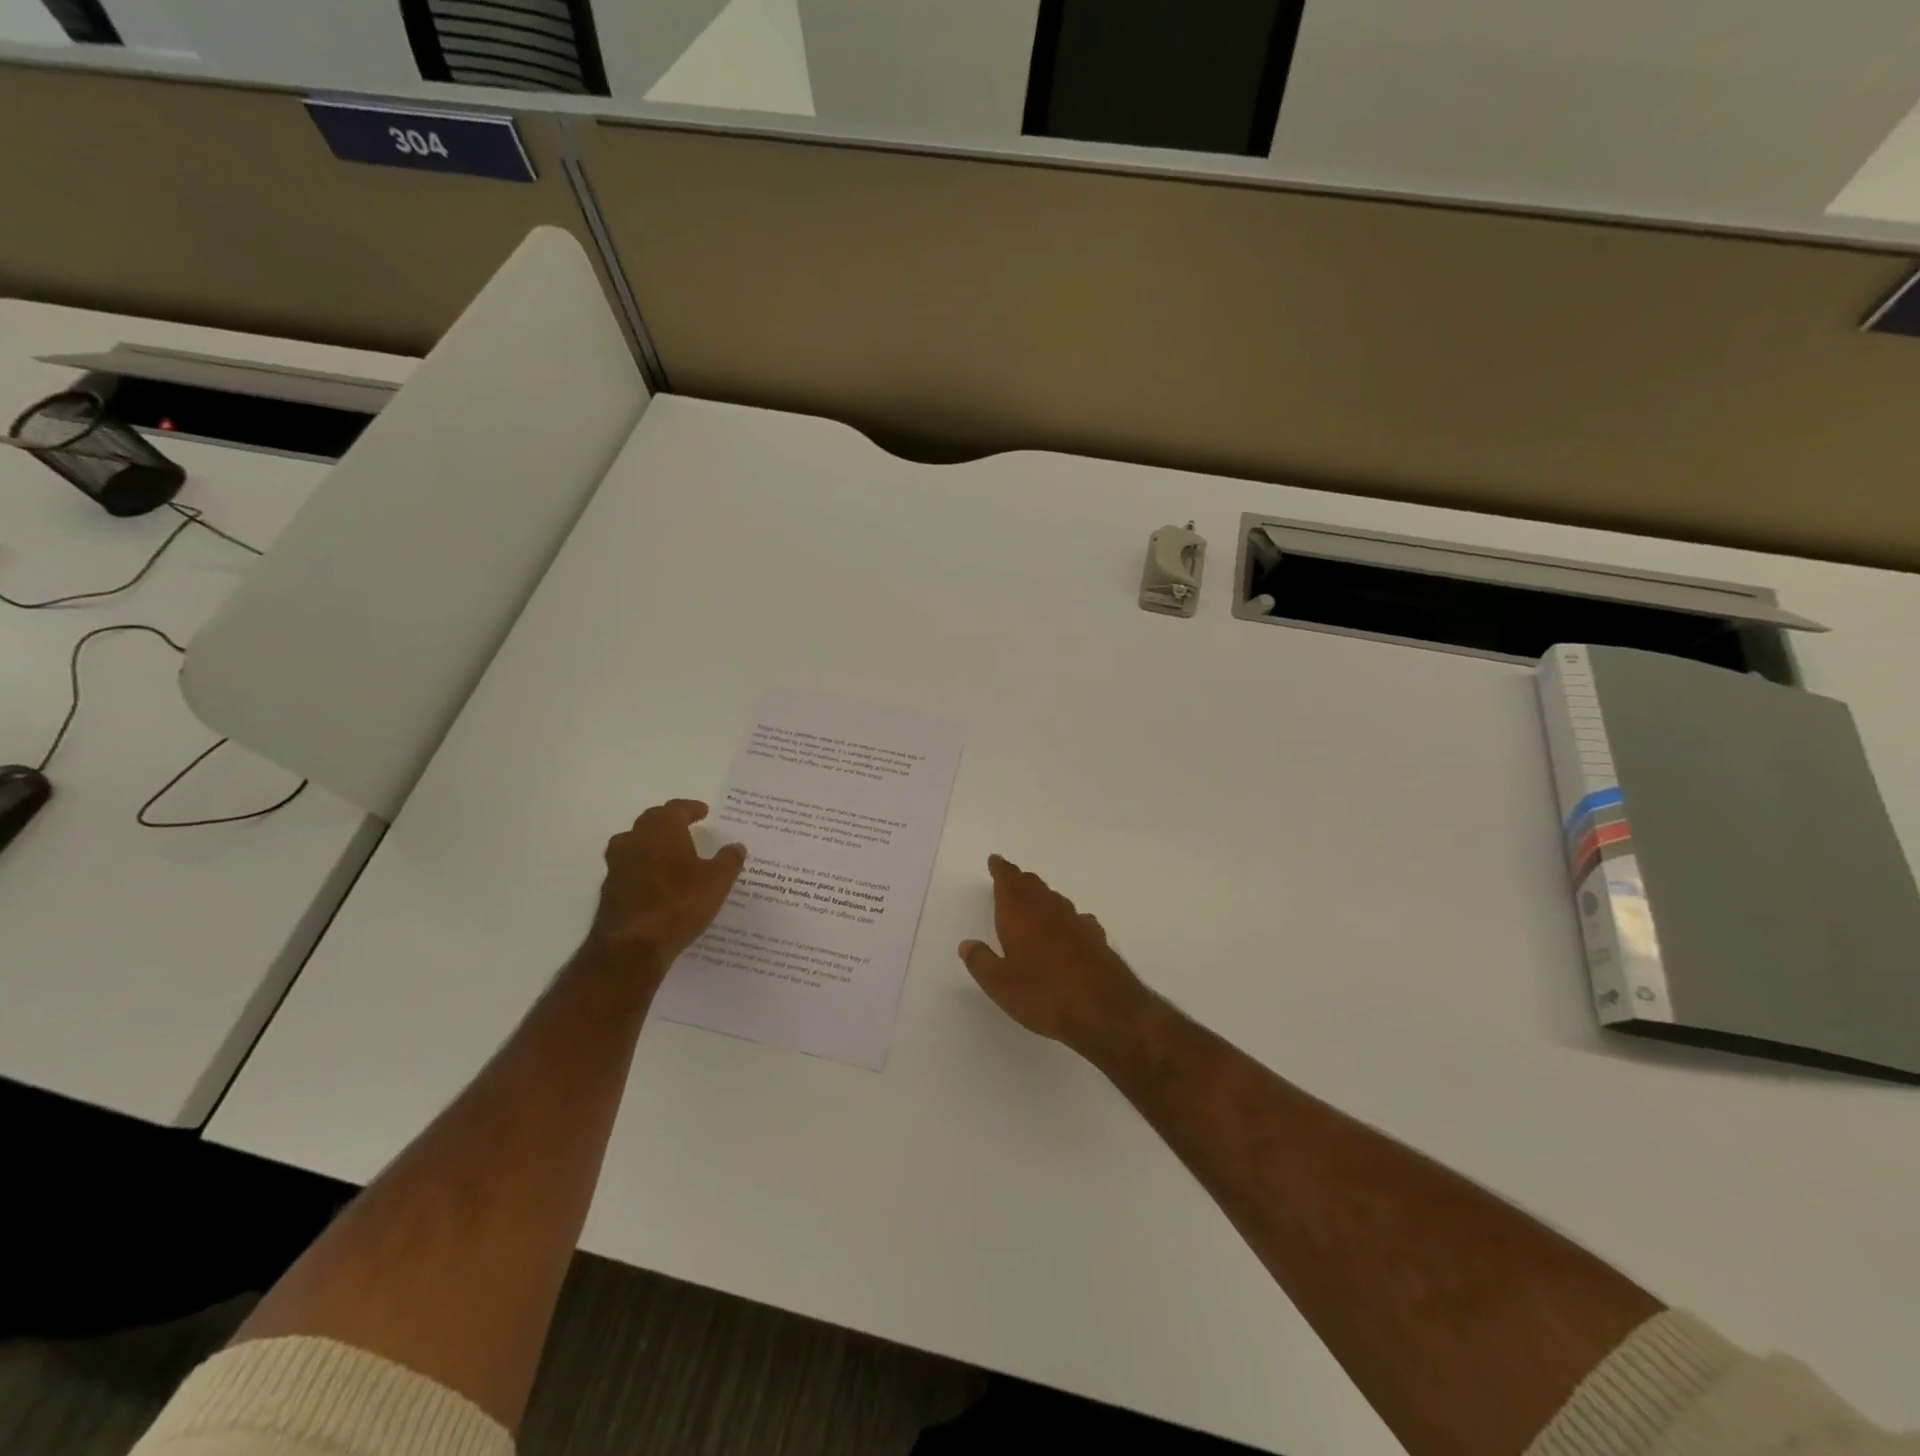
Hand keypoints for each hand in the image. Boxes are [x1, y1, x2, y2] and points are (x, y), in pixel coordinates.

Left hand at [585, 800, 745, 981]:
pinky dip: (642, 866)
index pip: (676, 808)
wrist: (632, 946)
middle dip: (669, 820)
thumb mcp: (717, 882)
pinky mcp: (609, 889)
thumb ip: (729, 860)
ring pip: (634, 842)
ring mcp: (617, 864)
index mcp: (663, 830)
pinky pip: (628, 866)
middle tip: (686, 826)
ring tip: (668, 852)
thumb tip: (737, 846)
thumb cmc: (680, 904)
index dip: (691, 808)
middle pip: (651, 820)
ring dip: (651, 842)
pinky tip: (655, 880)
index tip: (704, 812)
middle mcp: (636, 840)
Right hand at [959, 855, 1152, 1059]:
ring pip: (1055, 900)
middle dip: (1020, 881)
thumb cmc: (1043, 994)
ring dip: (1043, 897)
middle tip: (1011, 879)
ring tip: (1036, 902)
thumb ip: (981, 961)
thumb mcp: (1000, 984)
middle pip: (1033, 886)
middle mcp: (1049, 910)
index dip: (1001, 869)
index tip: (996, 860)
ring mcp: (1076, 923)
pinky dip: (1067, 919)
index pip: (1009, 881)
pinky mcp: (1096, 939)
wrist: (1104, 1009)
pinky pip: (1077, 919)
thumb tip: (967, 944)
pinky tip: (1070, 929)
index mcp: (1020, 914)